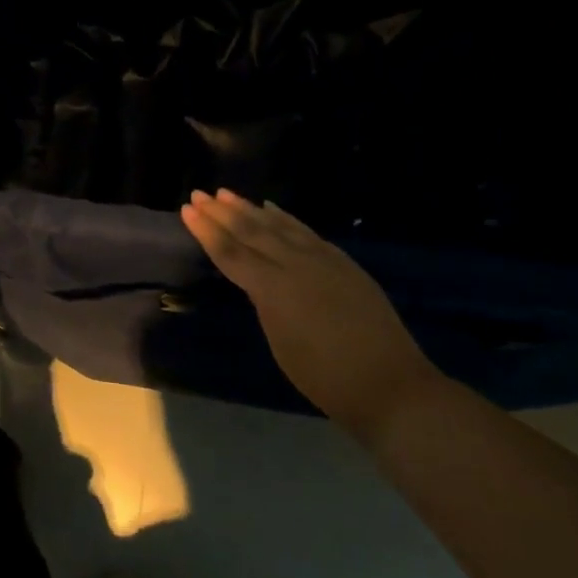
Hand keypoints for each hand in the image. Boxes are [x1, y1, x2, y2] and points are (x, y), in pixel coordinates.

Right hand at [181, 189, 438, 437]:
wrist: (390, 384)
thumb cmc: (325, 378)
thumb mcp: (280, 343)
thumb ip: (266, 303)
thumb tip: (259, 280)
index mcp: (274, 289)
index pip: (231, 253)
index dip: (207, 231)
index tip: (187, 209)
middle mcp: (296, 265)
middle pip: (252, 232)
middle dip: (222, 212)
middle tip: (200, 193)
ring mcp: (323, 260)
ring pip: (279, 226)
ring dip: (250, 209)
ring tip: (227, 194)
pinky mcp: (343, 262)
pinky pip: (305, 231)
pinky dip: (285, 218)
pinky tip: (272, 209)